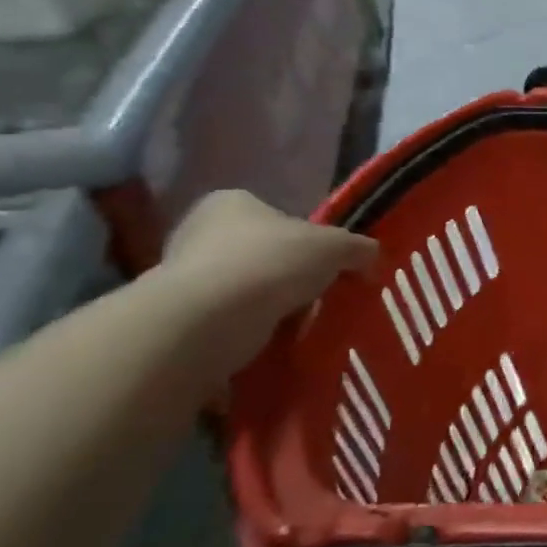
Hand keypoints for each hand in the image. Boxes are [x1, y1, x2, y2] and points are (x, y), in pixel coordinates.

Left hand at [160, 191, 377, 371]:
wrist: (208, 321)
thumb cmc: (273, 263)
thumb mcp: (337, 247)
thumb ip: (359, 249)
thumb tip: (372, 259)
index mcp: (230, 203)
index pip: (274, 214)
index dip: (304, 237)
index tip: (325, 263)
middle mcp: (196, 233)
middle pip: (257, 252)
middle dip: (285, 274)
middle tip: (315, 295)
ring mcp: (179, 277)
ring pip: (241, 290)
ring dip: (267, 306)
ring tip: (297, 325)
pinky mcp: (175, 319)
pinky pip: (224, 323)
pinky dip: (247, 332)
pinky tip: (270, 342)